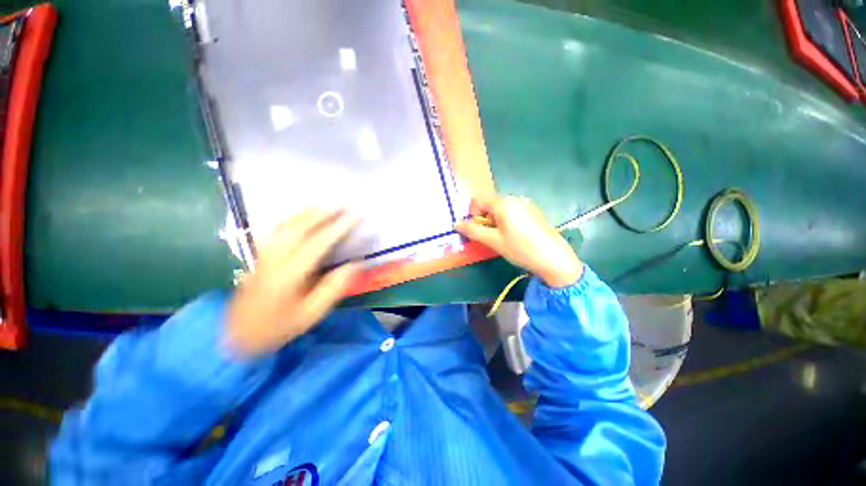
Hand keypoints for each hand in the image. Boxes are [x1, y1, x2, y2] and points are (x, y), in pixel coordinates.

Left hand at [226, 209, 359, 357]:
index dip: (338, 227)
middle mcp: (275, 258)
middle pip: (299, 227)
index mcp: (290, 274)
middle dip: (322, 212)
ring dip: (307, 211)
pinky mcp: (259, 255)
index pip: (318, 243)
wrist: (238, 335)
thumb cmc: (280, 326)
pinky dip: (292, 217)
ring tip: (325, 204)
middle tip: (342, 203)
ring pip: (286, 225)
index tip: (354, 216)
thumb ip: (334, 287)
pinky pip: (277, 229)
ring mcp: (264, 254)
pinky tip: (301, 215)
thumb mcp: (312, 313)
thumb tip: (355, 264)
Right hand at [455, 195, 582, 287]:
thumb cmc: (521, 249)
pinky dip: (506, 220)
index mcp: (503, 203)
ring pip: (500, 208)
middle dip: (485, 218)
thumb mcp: (493, 241)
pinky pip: (512, 211)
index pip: (478, 200)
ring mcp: (525, 203)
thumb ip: (473, 231)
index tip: (480, 230)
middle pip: (489, 203)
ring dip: (495, 221)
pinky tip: (515, 235)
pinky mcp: (532, 210)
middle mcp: (514, 198)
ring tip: (504, 237)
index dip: (473, 214)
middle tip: (491, 236)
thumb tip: (456, 224)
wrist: (554, 258)